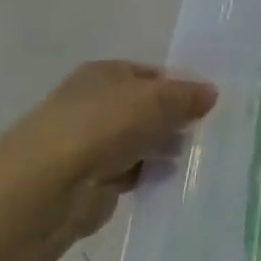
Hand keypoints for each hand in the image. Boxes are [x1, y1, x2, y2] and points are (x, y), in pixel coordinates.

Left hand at [2, 61, 217, 239]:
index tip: (206, 104)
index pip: (151, 74)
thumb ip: (187, 95)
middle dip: (173, 120)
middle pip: (145, 109)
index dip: (179, 86)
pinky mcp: (91, 180)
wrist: (49, 186)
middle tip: (203, 131)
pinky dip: (147, 175)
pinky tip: (168, 179)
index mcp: (104, 74)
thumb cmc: (104, 126)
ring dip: (162, 149)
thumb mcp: (157, 99)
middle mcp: (94, 103)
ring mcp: (90, 143)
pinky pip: (131, 172)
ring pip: (139, 141)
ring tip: (191, 157)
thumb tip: (211, 93)